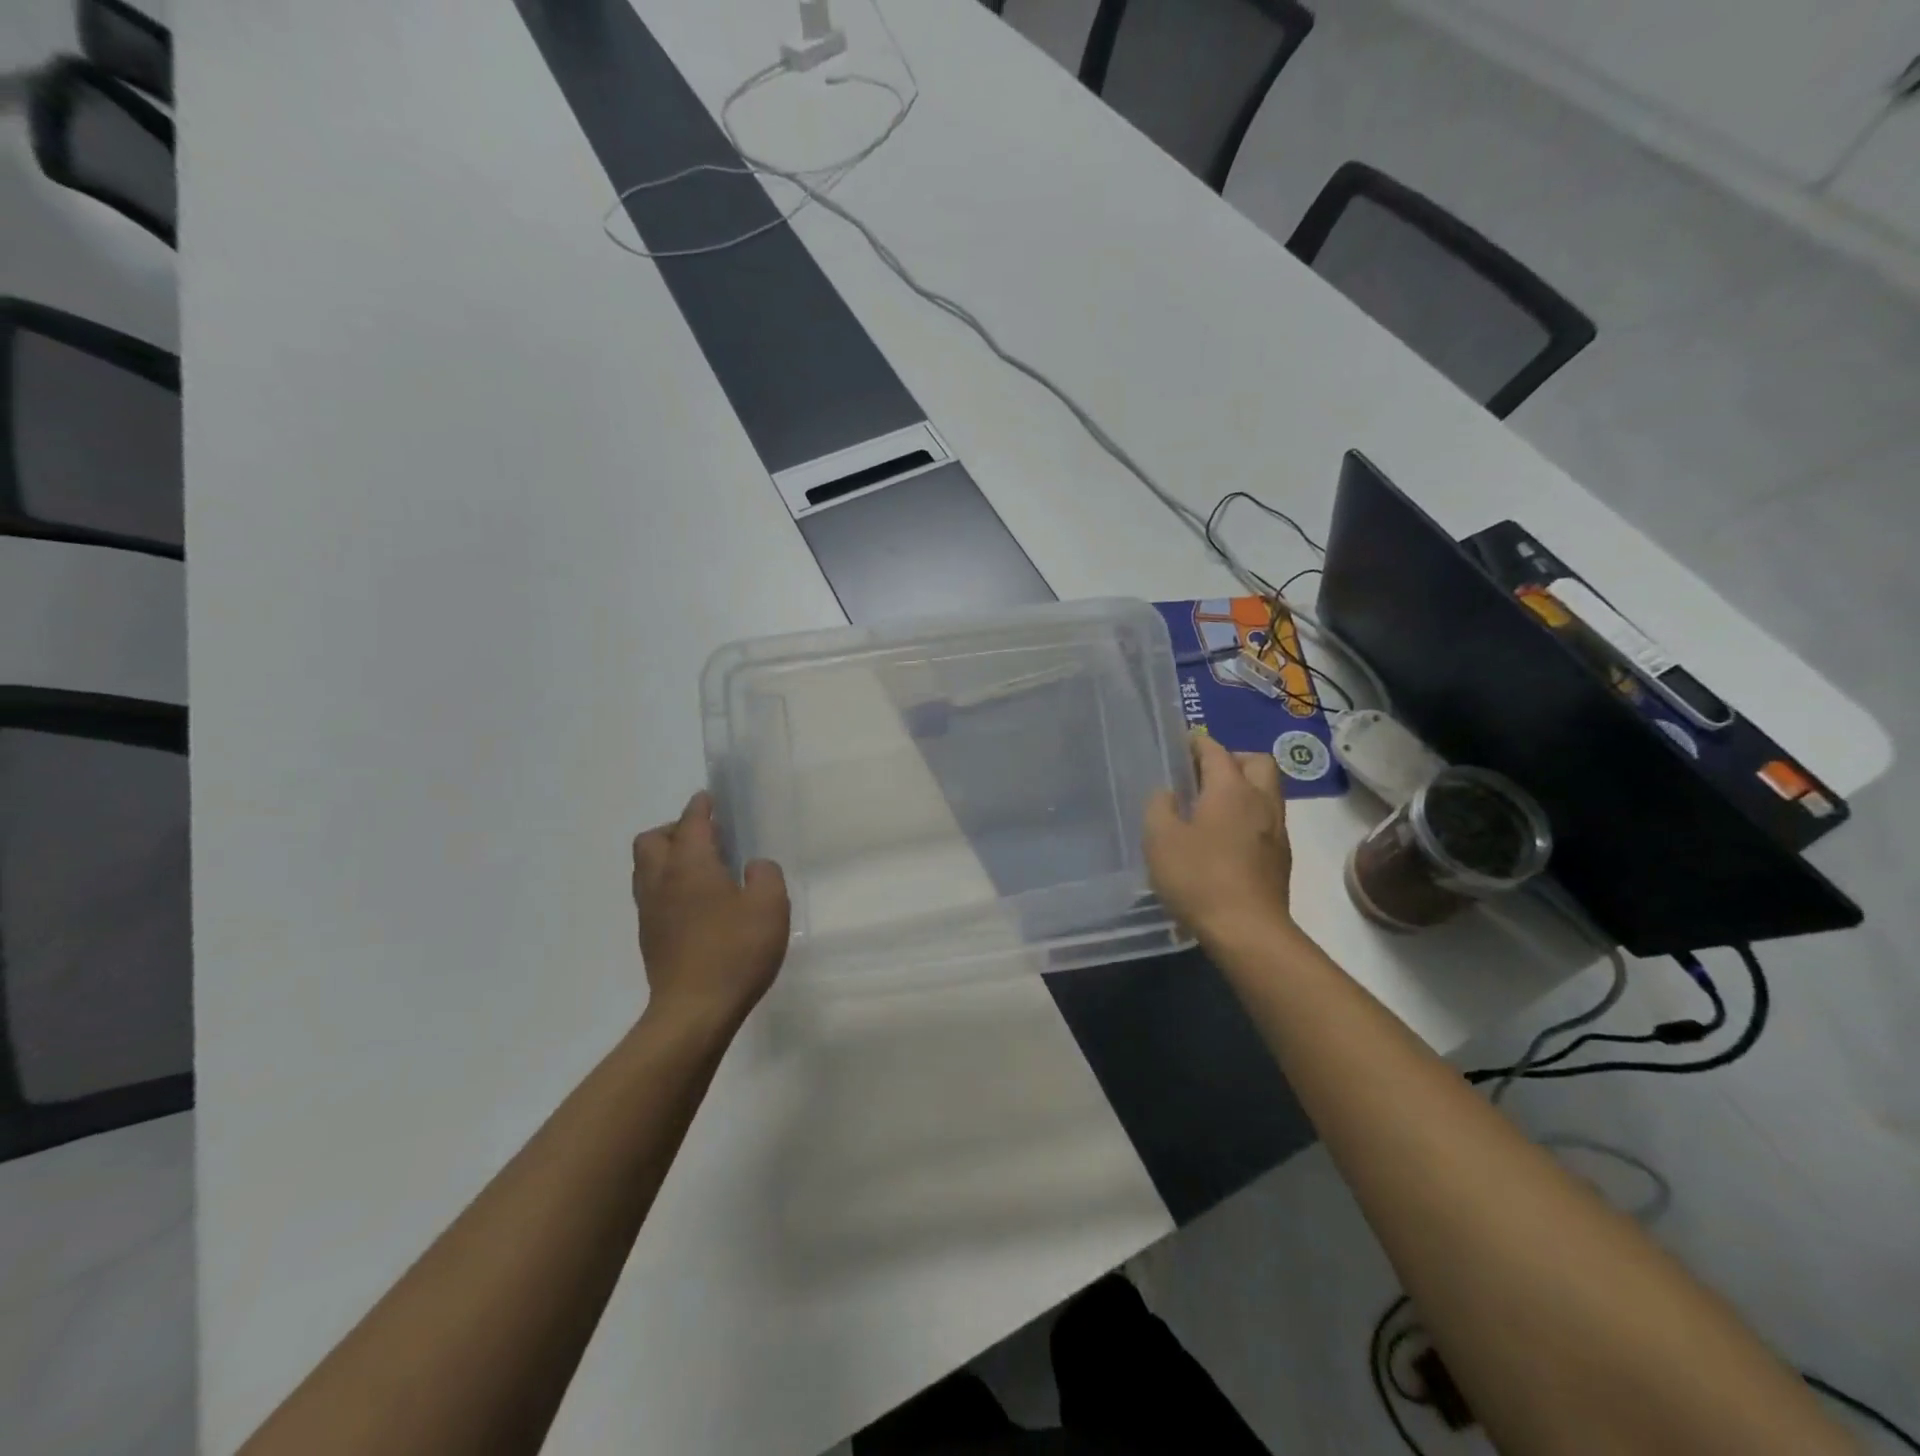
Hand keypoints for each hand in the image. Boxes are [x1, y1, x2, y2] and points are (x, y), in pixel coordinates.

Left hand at [632, 791, 789, 1034]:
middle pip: (652, 840)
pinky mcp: (649, 937)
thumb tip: (752, 867)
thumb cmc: (735, 951)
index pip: (692, 822)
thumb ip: (765, 875)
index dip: (701, 806)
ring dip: (667, 857)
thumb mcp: (770, 905)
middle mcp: (661, 880)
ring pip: (646, 868)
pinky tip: (695, 903)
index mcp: (690, 865)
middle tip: (706, 837)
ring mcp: (649, 911)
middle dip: (675, 829)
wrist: (693, 1011)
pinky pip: (651, 894)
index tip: (710, 798)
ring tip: (700, 868)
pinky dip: (667, 885)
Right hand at [1144, 733, 1294, 943]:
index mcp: (1230, 789)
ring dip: (1244, 787)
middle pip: (1257, 762)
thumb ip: (1160, 807)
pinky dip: (1249, 815)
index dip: (1197, 743)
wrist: (1247, 931)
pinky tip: (1226, 837)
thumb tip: (1169, 794)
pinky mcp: (1282, 857)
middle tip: (1204, 774)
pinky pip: (1267, 819)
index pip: (1216, 750)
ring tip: (1213, 805)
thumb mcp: (1160, 839)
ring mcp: (1277, 830)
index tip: (1181, 744)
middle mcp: (1260, 801)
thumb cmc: (1198, 878)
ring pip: (1267, 791)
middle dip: (1232, 759)